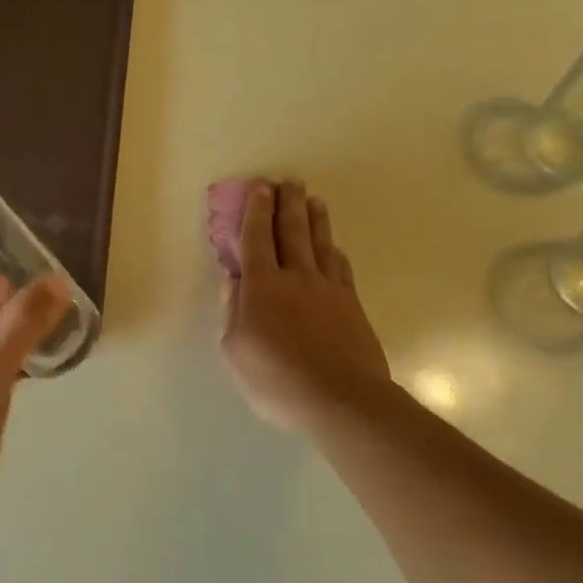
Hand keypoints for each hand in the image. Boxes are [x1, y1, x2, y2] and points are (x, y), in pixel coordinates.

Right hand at [218, 181, 391, 436]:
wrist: (340, 399)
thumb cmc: (276, 379)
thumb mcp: (235, 349)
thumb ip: (232, 309)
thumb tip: (231, 278)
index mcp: (262, 286)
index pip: (257, 238)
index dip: (257, 211)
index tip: (259, 188)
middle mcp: (296, 277)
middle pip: (292, 231)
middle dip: (287, 203)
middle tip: (287, 182)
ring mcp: (328, 289)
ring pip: (320, 243)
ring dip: (314, 218)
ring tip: (312, 199)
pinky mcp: (351, 304)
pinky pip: (341, 267)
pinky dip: (334, 250)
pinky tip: (333, 247)